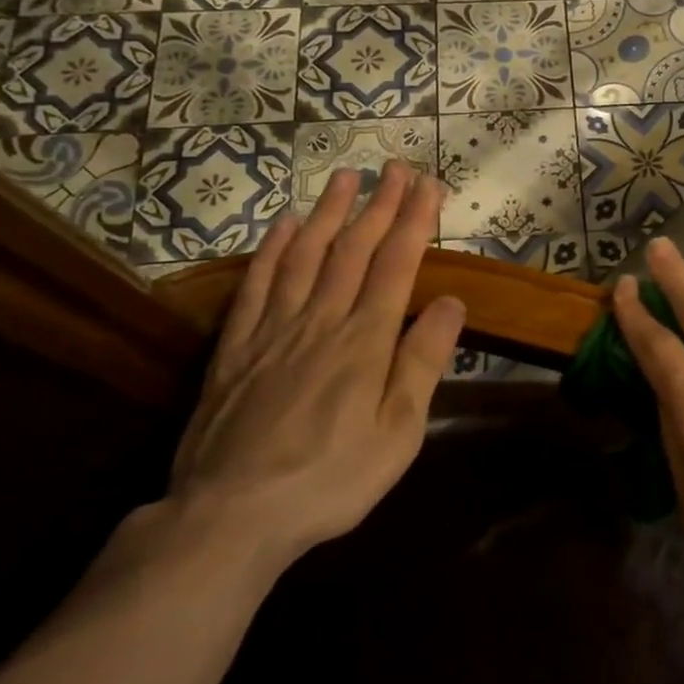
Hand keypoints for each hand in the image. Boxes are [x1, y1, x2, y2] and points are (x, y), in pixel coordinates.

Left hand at [166, 161, 465, 575]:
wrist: (231, 516)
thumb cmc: (331, 479)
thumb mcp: (398, 432)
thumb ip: (423, 362)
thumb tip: (452, 303)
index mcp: (365, 340)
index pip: (397, 264)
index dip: (414, 220)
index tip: (428, 185)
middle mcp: (321, 320)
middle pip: (354, 249)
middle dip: (379, 204)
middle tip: (395, 167)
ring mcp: (274, 329)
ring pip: (306, 255)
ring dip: (329, 212)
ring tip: (345, 177)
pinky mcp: (237, 347)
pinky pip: (258, 284)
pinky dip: (273, 249)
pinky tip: (284, 225)